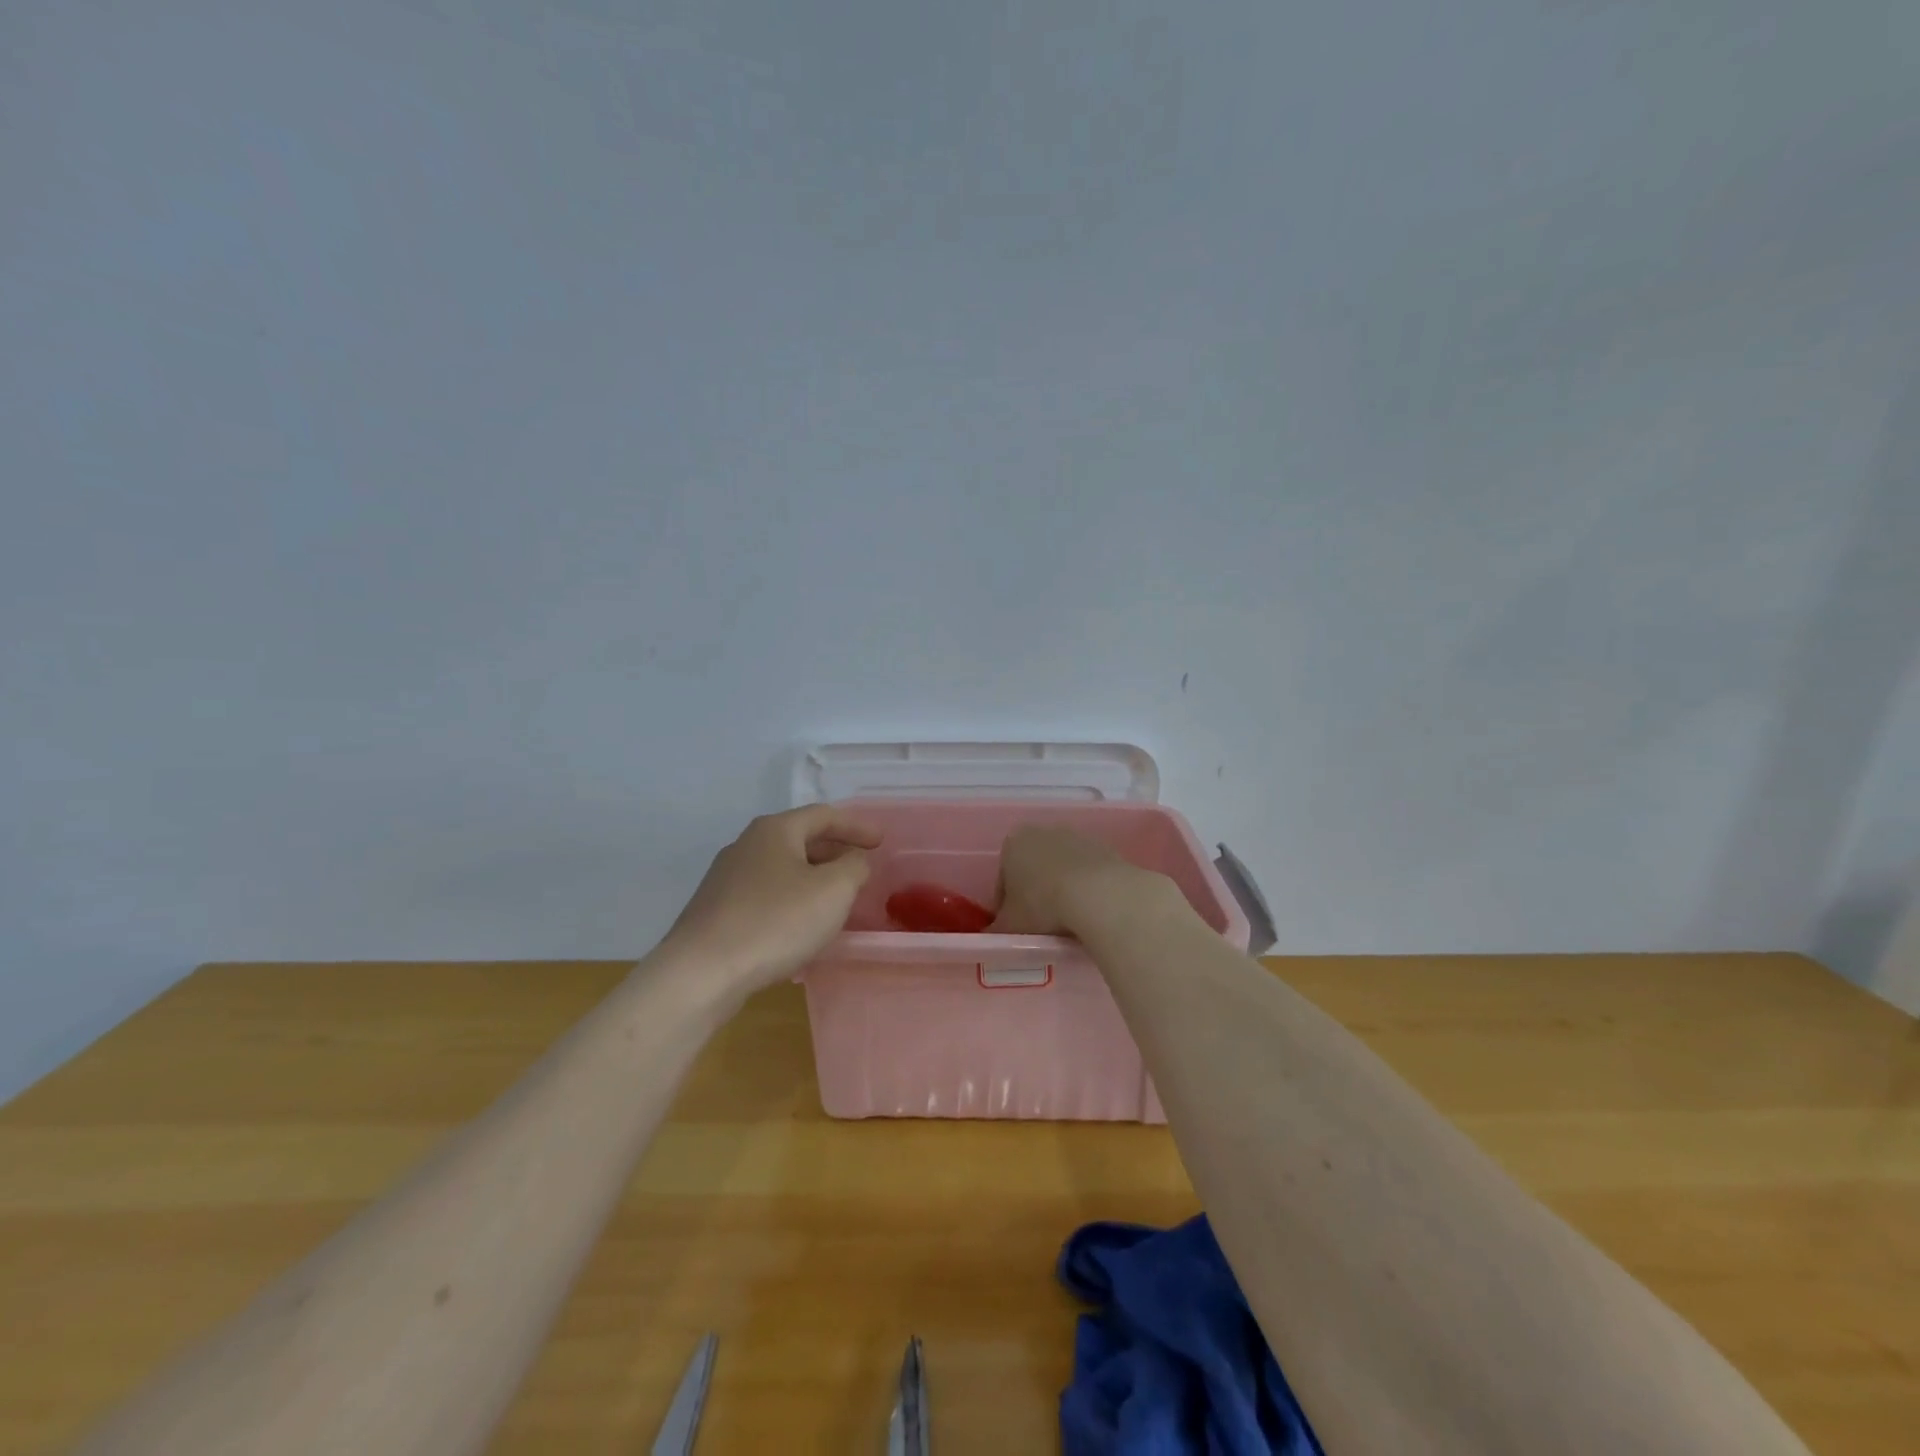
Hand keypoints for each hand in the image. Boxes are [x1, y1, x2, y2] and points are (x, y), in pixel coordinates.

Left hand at [662, 806, 881, 991]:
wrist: (701, 973)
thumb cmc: (775, 922)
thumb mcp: (833, 891)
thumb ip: (853, 867)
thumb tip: (854, 860)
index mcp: (774, 830)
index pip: (823, 815)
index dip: (857, 826)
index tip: (882, 841)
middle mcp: (746, 845)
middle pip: (800, 839)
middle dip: (834, 851)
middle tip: (861, 867)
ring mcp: (726, 878)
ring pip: (782, 868)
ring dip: (813, 877)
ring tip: (836, 898)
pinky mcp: (717, 910)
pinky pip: (766, 894)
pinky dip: (792, 900)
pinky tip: (800, 925)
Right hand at [988, 824, 1155, 935]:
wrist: (1101, 894)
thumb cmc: (1043, 905)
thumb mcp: (1010, 926)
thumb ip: (996, 930)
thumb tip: (991, 935)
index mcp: (1013, 843)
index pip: (1003, 878)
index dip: (1006, 906)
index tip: (1014, 927)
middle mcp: (1043, 831)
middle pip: (1033, 868)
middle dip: (1034, 893)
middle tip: (1040, 924)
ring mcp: (1077, 836)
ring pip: (1061, 869)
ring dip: (1061, 890)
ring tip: (1066, 922)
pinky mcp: (1105, 848)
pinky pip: (1087, 873)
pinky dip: (1085, 889)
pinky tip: (1088, 912)